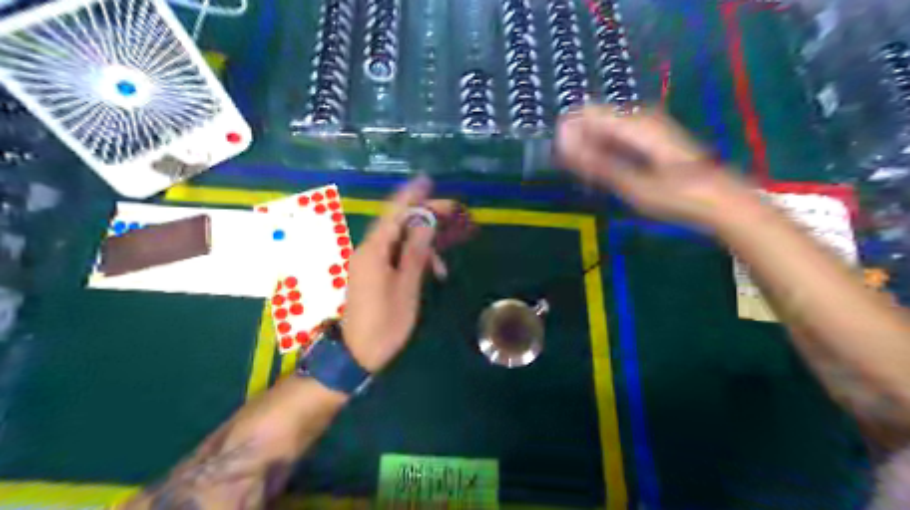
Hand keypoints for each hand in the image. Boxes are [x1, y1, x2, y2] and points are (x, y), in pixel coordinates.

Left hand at [344, 178, 439, 372]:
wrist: (355, 353)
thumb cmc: (384, 324)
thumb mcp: (406, 288)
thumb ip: (415, 253)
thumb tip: (426, 224)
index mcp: (374, 251)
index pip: (394, 213)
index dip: (412, 195)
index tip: (428, 180)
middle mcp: (369, 250)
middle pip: (399, 223)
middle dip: (427, 217)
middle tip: (455, 213)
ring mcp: (369, 262)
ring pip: (400, 240)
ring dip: (424, 244)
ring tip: (446, 261)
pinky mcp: (373, 273)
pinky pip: (396, 255)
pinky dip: (414, 258)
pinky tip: (432, 272)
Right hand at [554, 105, 753, 227]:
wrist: (719, 200)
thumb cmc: (676, 196)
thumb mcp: (632, 184)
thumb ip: (596, 163)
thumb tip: (564, 147)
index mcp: (635, 124)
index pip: (586, 113)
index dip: (568, 132)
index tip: (561, 159)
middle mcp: (640, 118)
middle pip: (595, 120)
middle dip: (580, 145)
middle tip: (579, 175)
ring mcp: (647, 126)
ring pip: (605, 130)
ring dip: (592, 151)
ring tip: (592, 179)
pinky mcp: (652, 137)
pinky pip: (618, 137)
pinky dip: (606, 154)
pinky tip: (607, 174)